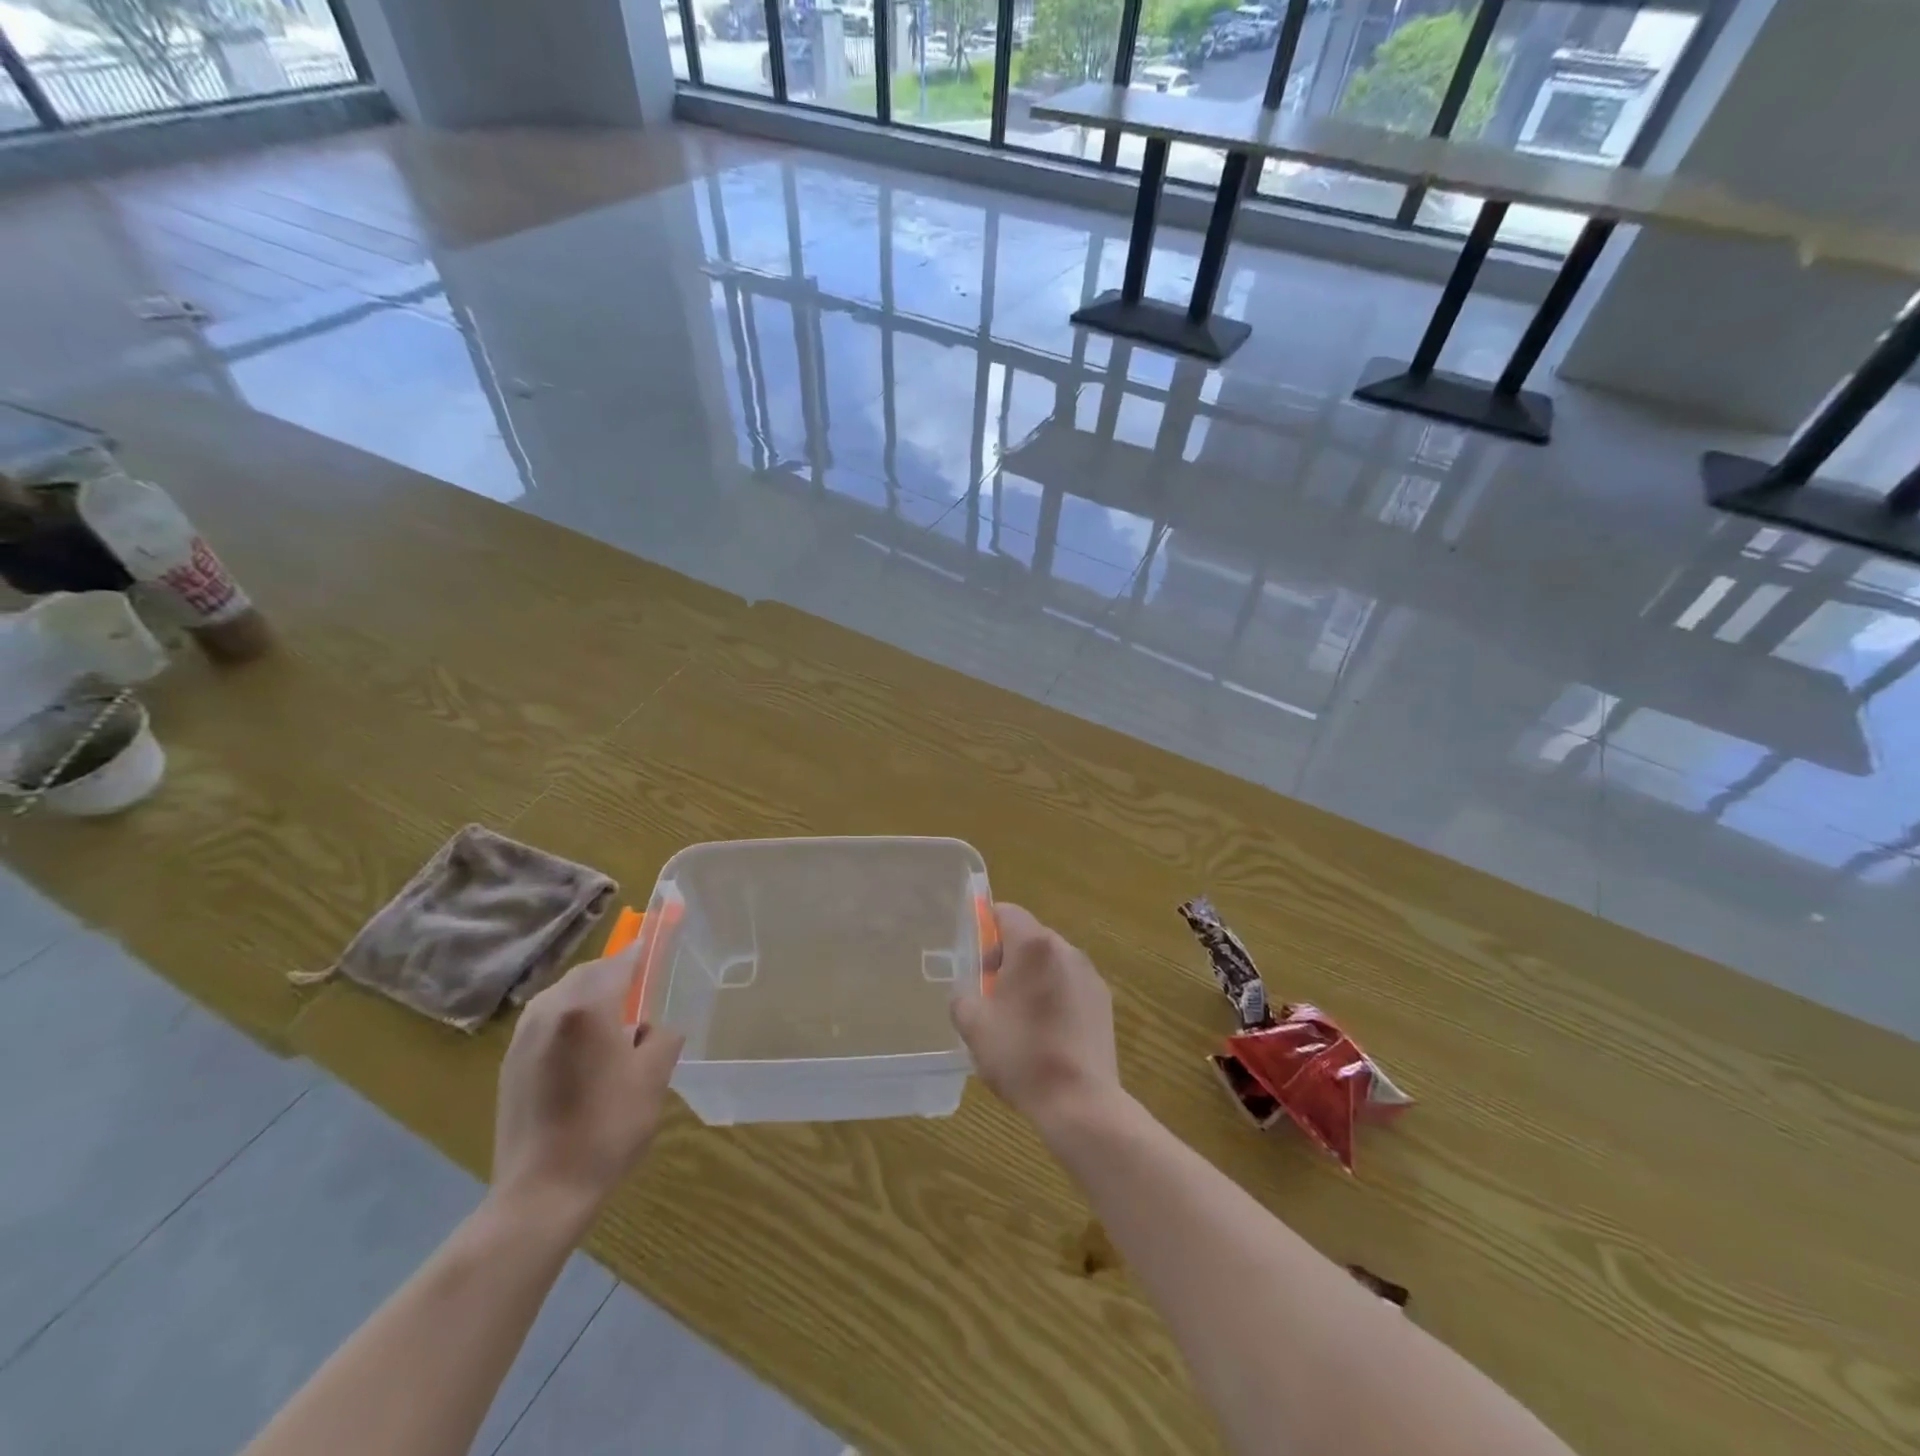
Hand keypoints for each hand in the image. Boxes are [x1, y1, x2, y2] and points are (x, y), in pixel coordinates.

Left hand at [491, 950, 683, 1229]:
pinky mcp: (510, 1062)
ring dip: (592, 998)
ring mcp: (524, 1036)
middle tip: (643, 999)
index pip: (622, 960)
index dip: (644, 949)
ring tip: (614, 1031)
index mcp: (588, 1006)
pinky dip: (570, 1021)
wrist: (541, 1192)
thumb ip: (662, 1036)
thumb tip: (654, 1027)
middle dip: (617, 975)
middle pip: (590, 973)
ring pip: (565, 995)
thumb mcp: (654, 1076)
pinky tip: (585, 1057)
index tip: (660, 940)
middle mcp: (551, 1010)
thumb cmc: (608, 1127)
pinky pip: (547, 1021)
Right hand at [950, 903, 1120, 1129]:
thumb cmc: (1021, 1055)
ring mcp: (1090, 976)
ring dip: (1032, 977)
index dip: (985, 928)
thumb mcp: (973, 1025)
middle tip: (990, 993)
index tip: (976, 959)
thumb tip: (970, 990)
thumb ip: (963, 995)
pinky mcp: (1104, 1002)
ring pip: (1051, 962)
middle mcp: (1066, 950)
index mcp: (1034, 946)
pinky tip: (1045, 1033)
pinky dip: (1054, 996)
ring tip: (1017, 1018)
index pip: (1006, 912)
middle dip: (1007, 957)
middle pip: (1030, 937)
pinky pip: (1070, 985)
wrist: (1080, 1102)